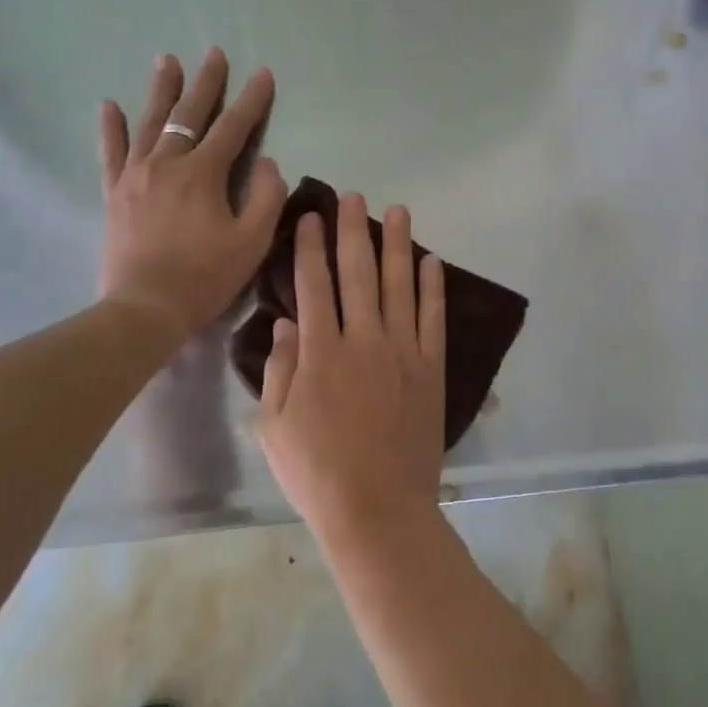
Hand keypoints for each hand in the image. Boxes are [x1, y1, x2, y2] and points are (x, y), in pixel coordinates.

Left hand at [98, 48, 286, 337]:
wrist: (145, 308)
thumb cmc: (205, 276)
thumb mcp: (252, 241)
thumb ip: (266, 197)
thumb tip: (267, 163)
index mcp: (204, 173)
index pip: (234, 127)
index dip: (252, 100)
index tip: (264, 74)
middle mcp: (167, 163)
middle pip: (189, 113)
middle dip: (206, 82)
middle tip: (214, 53)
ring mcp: (135, 175)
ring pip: (150, 122)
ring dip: (162, 90)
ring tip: (167, 60)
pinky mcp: (114, 193)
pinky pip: (111, 152)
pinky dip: (111, 128)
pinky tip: (110, 105)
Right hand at [257, 195, 445, 545]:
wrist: (378, 510)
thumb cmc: (316, 473)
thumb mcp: (274, 427)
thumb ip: (279, 371)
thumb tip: (284, 324)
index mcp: (319, 352)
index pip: (313, 284)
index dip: (311, 246)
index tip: (312, 216)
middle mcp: (362, 339)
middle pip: (358, 272)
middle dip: (353, 230)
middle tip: (353, 197)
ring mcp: (402, 352)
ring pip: (399, 285)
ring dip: (397, 244)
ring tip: (397, 211)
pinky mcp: (431, 369)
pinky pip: (433, 318)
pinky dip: (433, 287)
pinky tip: (431, 261)